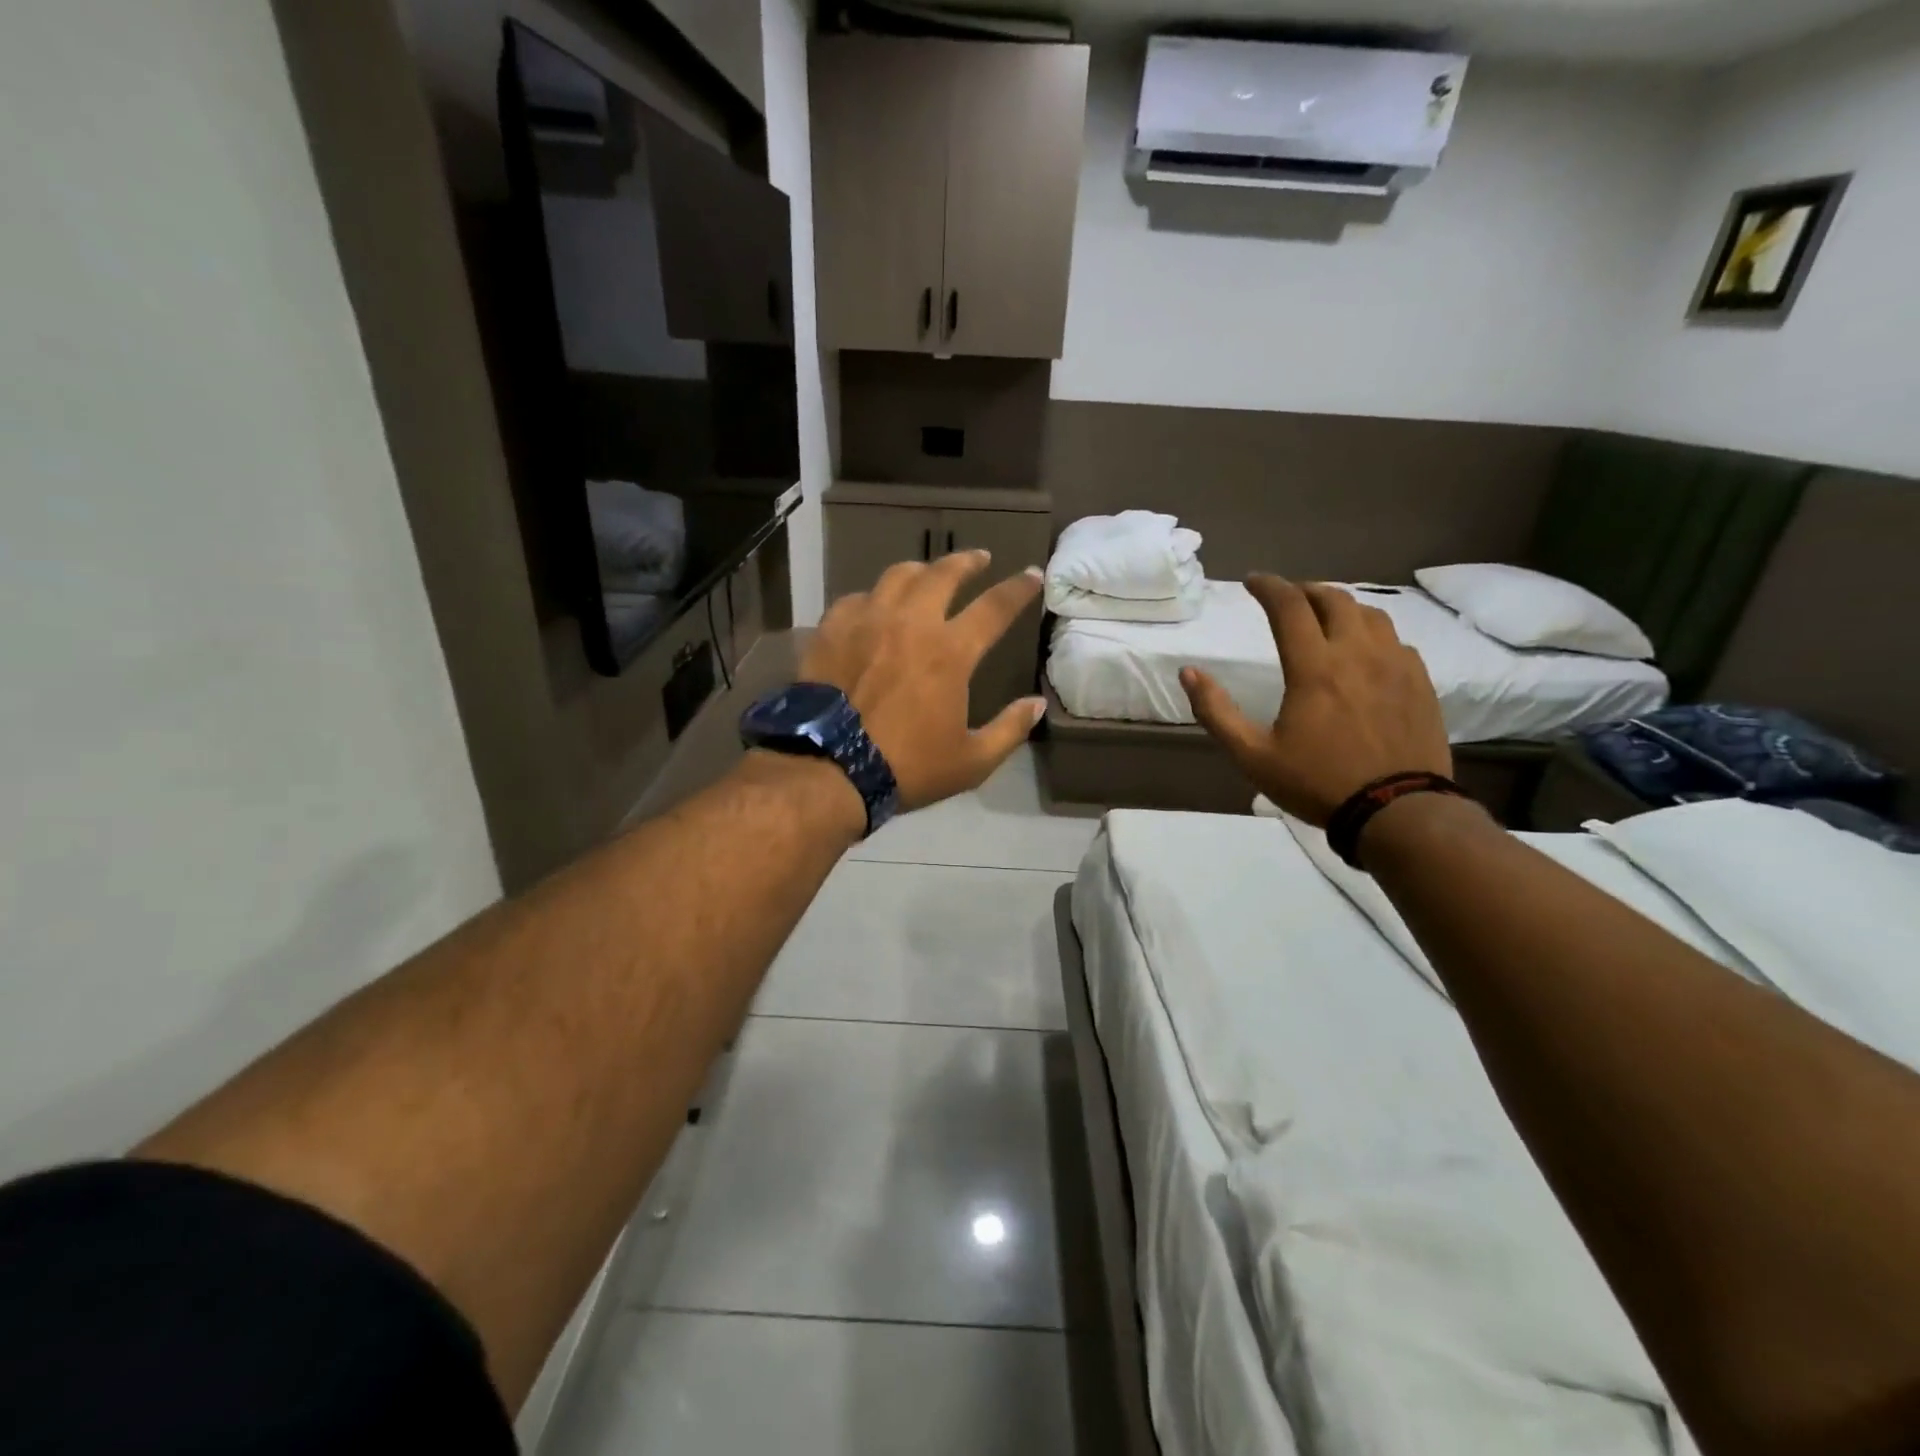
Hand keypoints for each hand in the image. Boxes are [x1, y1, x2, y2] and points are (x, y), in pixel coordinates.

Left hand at [801, 551, 1046, 811]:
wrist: (830, 767)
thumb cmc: (907, 766)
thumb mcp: (971, 762)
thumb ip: (1009, 729)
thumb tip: (1037, 704)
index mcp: (950, 651)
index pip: (994, 607)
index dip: (1018, 589)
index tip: (1031, 574)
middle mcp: (910, 623)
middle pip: (943, 574)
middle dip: (966, 562)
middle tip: (979, 558)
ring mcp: (867, 621)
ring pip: (897, 576)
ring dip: (920, 571)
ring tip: (927, 574)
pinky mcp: (831, 630)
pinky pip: (856, 598)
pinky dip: (873, 597)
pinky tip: (873, 606)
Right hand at [1180, 575, 1449, 825]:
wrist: (1398, 811)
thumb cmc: (1317, 782)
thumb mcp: (1252, 756)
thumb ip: (1216, 711)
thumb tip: (1189, 673)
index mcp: (1315, 667)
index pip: (1289, 606)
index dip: (1268, 586)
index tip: (1252, 581)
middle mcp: (1358, 654)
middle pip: (1333, 599)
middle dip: (1304, 590)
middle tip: (1286, 597)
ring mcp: (1396, 665)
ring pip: (1370, 614)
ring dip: (1341, 607)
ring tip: (1325, 617)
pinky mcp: (1421, 683)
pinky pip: (1396, 640)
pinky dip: (1372, 633)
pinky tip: (1364, 651)